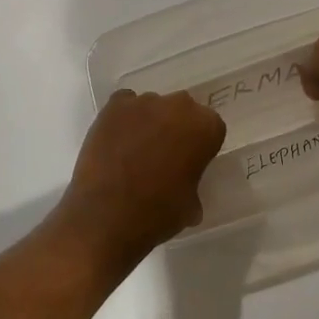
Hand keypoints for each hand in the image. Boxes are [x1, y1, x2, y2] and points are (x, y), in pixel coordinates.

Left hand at [56, 90, 226, 255]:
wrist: (108, 216)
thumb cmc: (158, 213)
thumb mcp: (191, 205)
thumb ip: (192, 182)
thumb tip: (183, 186)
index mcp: (206, 127)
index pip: (210, 127)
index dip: (200, 145)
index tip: (190, 163)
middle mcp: (179, 106)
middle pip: (182, 111)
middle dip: (176, 128)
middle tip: (164, 156)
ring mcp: (144, 102)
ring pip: (153, 107)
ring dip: (149, 123)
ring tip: (135, 152)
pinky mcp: (113, 106)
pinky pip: (124, 105)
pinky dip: (123, 118)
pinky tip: (117, 141)